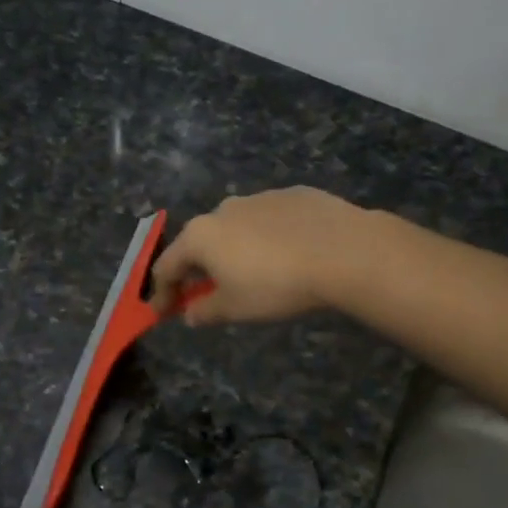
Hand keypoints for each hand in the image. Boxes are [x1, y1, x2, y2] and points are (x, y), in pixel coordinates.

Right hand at [150, 187, 373, 324]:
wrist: (344, 251)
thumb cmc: (277, 285)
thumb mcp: (236, 308)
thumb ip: (206, 310)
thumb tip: (190, 313)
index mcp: (201, 236)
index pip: (167, 266)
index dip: (163, 293)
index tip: (166, 312)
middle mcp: (223, 209)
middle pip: (199, 242)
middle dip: (200, 269)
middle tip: (210, 293)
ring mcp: (259, 197)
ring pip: (236, 227)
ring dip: (234, 250)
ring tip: (254, 274)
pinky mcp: (293, 194)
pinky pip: (269, 220)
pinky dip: (267, 237)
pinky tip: (288, 254)